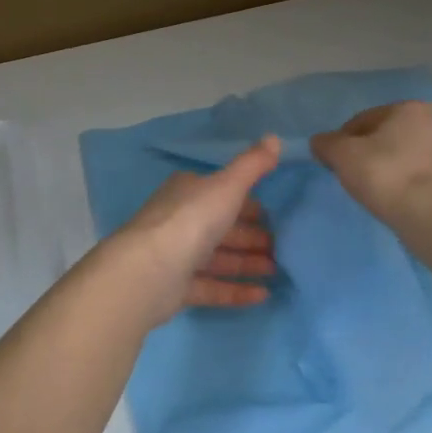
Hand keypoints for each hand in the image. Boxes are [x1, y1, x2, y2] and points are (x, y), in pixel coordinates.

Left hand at [106, 137, 280, 324]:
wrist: (149, 271)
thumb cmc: (191, 220)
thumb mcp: (227, 186)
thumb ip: (252, 165)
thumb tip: (274, 137)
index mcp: (187, 193)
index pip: (222, 194)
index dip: (248, 204)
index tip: (273, 216)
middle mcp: (179, 221)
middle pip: (221, 228)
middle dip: (251, 236)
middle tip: (282, 247)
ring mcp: (176, 256)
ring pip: (218, 259)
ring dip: (247, 263)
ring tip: (278, 271)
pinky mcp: (176, 288)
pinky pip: (212, 287)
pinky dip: (236, 290)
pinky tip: (263, 295)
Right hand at [309, 101, 431, 224]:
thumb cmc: (388, 176)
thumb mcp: (344, 156)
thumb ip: (327, 144)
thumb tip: (319, 141)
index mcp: (409, 109)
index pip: (363, 120)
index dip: (342, 141)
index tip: (332, 164)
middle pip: (387, 138)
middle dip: (368, 155)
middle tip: (353, 179)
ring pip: (407, 159)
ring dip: (390, 171)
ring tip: (376, 195)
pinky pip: (423, 180)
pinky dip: (408, 187)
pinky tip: (399, 203)